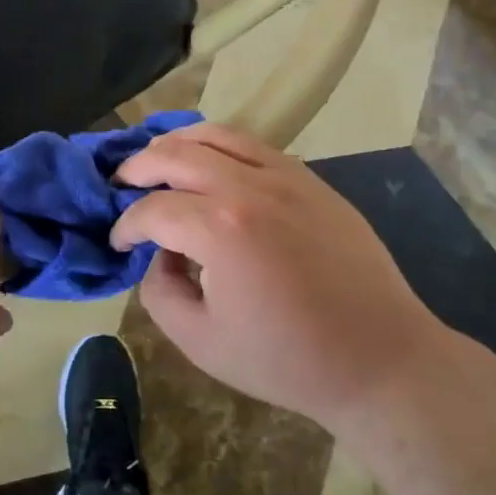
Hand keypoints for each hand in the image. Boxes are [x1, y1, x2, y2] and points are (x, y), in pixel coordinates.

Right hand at [112, 123, 444, 430]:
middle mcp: (248, 186)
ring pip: (216, 135)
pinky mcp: (311, 180)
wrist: (378, 358)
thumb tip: (157, 255)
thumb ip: (160, 292)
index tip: (117, 243)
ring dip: (177, 143)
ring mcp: (286, 176)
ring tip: (157, 159)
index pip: (152, 209)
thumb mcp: (201, 341)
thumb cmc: (286, 359)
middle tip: (121, 185)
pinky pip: (254, 145)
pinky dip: (220, 145)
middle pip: (176, 154)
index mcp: (219, 228)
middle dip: (138, 167)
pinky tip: (211, 163)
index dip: (124, 225)